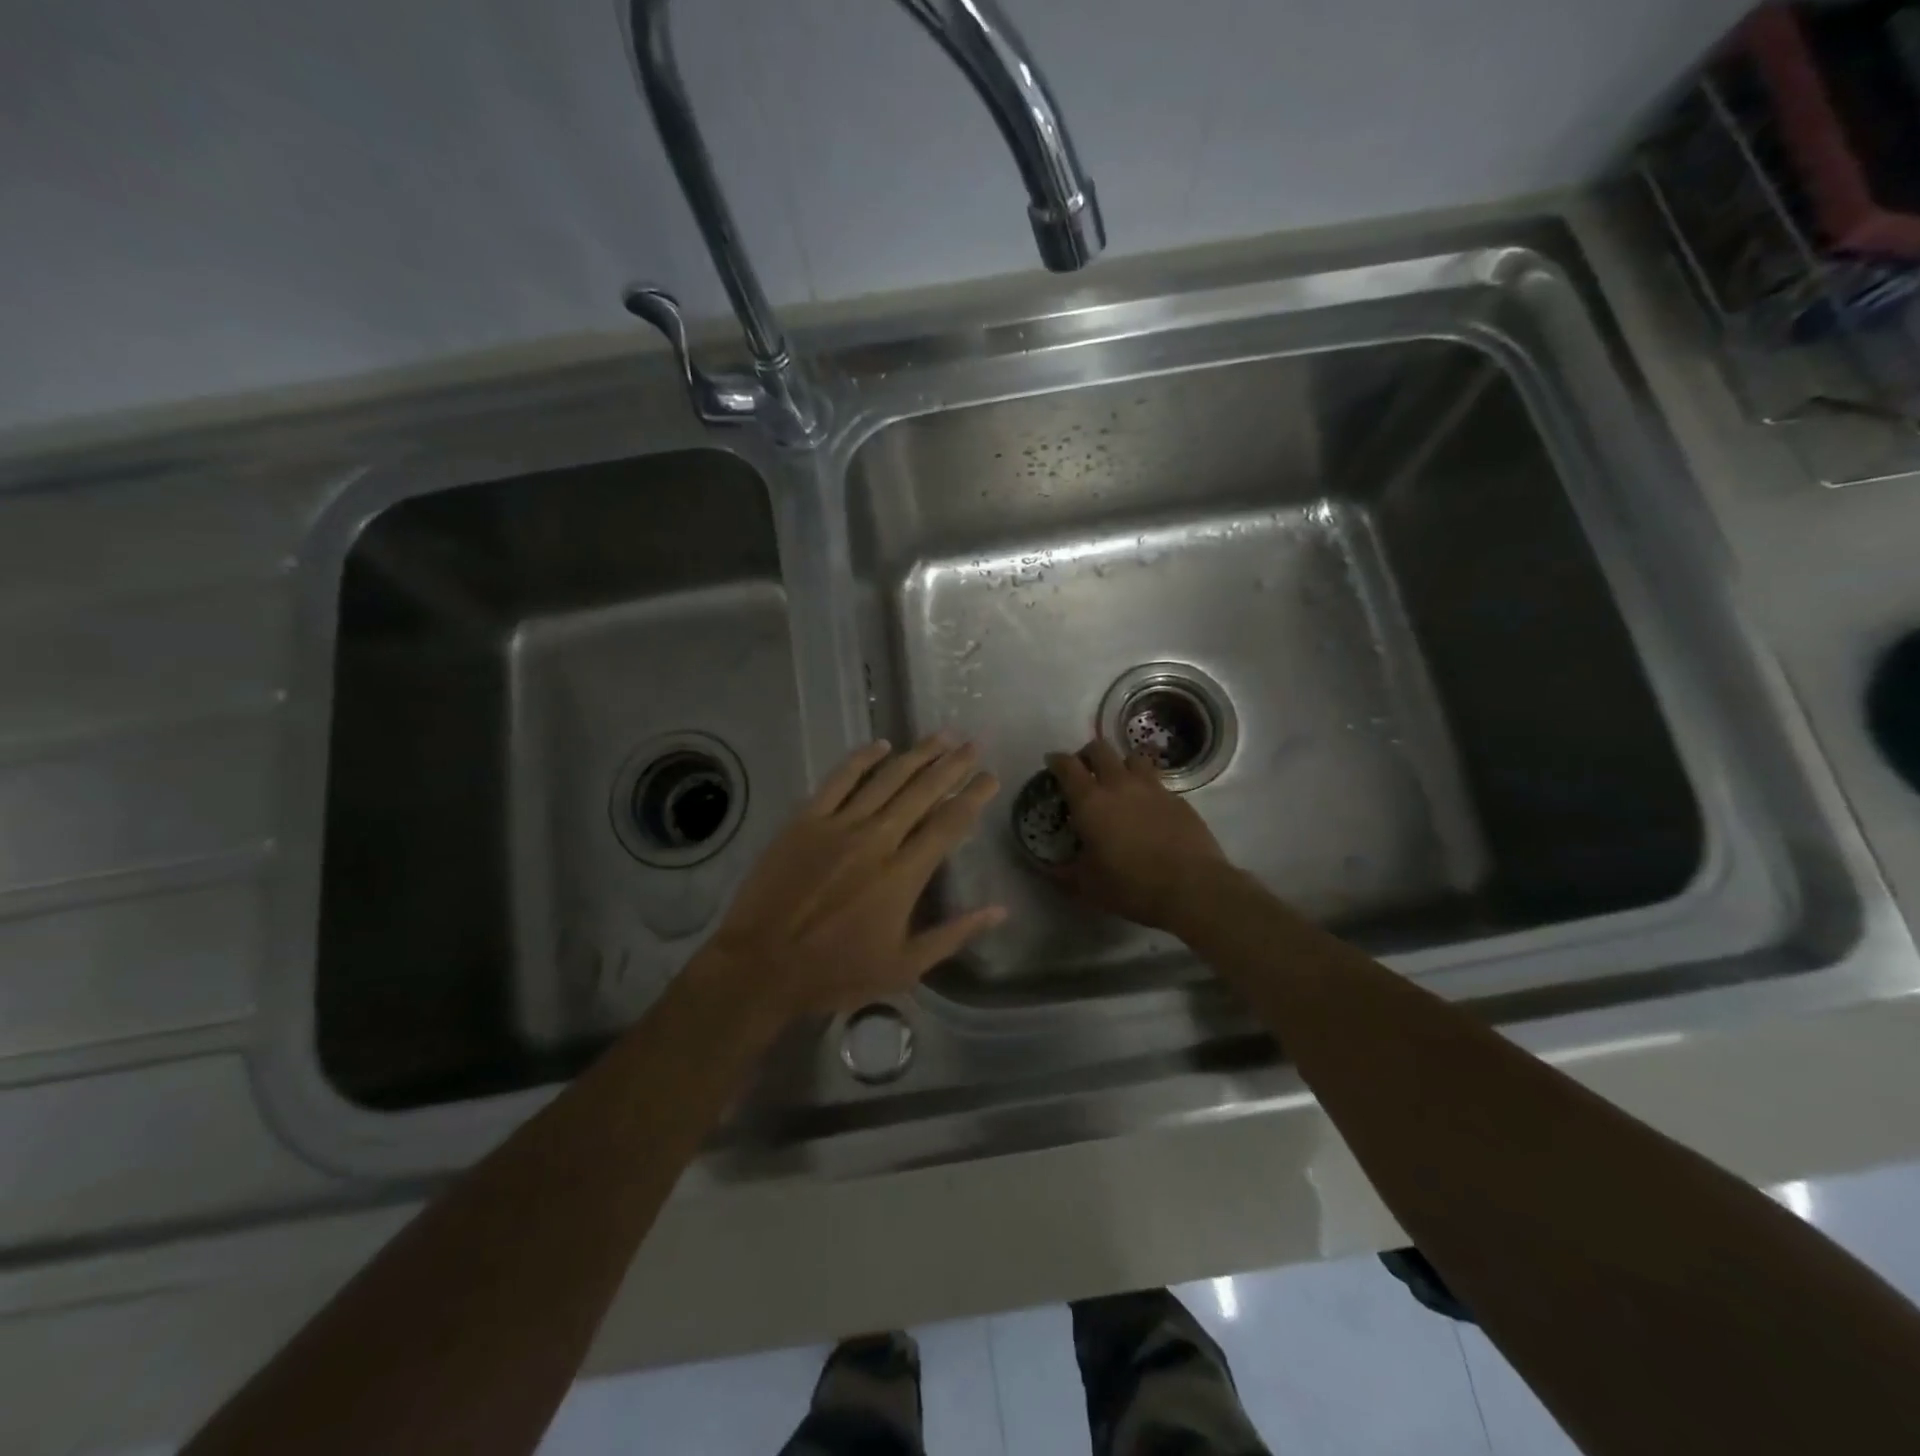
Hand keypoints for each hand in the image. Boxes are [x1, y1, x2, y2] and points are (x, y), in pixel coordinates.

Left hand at [707, 735, 1004, 1017]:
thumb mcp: (904, 967)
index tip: (991, 777)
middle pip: (923, 791)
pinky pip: (839, 780)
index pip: (949, 824)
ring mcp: (838, 825)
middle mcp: (877, 839)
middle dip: (953, 765)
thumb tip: (1000, 910)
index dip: (973, 796)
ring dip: (917, 754)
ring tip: (942, 736)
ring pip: (887, 778)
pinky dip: (861, 759)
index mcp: (904, 874)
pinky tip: (881, 744)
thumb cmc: (836, 972)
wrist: (761, 965)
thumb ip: (954, 934)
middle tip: (974, 745)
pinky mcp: (806, 820)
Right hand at [1044, 738, 1229, 932]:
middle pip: (1100, 749)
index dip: (1056, 760)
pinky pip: (1157, 781)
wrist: (1192, 887)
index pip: (1067, 766)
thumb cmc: (1131, 885)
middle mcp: (1119, 784)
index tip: (1051, 763)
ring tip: (1119, 782)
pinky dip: (1146, 787)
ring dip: (1121, 764)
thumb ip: (1063, 873)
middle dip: (1087, 754)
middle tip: (1084, 770)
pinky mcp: (1178, 799)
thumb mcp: (1087, 886)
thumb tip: (1046, 869)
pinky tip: (1147, 807)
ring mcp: (1152, 788)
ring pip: (1132, 757)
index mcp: (1090, 801)